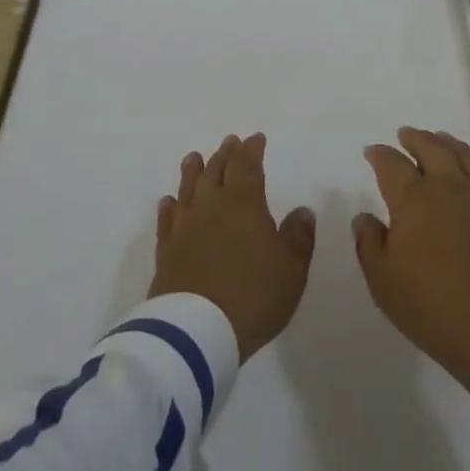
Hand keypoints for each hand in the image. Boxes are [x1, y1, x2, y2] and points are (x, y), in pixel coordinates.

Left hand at [150, 133, 315, 360]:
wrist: (196, 332)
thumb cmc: (253, 295)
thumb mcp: (291, 269)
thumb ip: (298, 236)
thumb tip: (302, 211)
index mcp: (244, 203)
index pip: (247, 165)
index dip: (252, 150)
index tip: (256, 139)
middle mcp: (211, 206)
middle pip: (216, 171)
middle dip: (225, 154)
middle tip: (229, 142)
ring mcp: (185, 227)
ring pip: (188, 188)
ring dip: (193, 171)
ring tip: (194, 157)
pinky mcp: (166, 251)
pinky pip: (168, 219)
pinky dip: (170, 206)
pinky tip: (169, 202)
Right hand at [353, 126, 469, 388]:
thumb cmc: (432, 306)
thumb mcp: (384, 282)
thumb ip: (369, 244)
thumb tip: (364, 217)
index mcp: (412, 199)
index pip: (391, 164)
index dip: (379, 155)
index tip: (372, 152)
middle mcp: (445, 186)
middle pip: (429, 148)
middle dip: (413, 139)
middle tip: (404, 135)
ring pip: (459, 153)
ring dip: (444, 141)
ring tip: (437, 138)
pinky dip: (469, 157)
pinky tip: (467, 166)